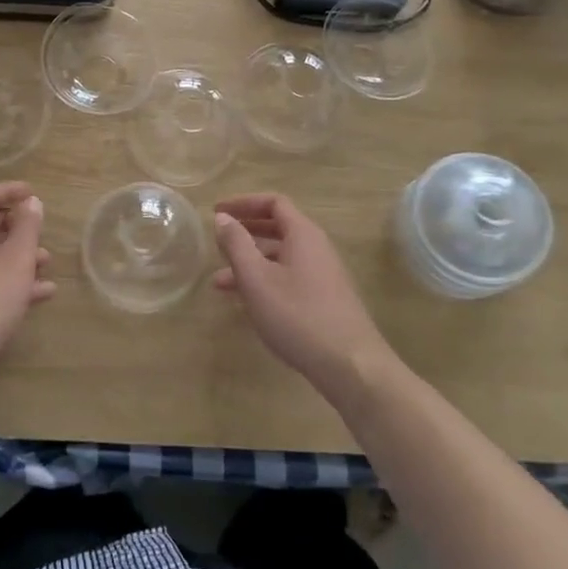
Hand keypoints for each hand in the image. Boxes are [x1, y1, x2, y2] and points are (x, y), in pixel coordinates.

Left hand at [0, 182, 53, 384]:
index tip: (32, 193)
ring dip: (14, 257)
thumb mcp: (16, 258)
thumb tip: (30, 202)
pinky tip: (37, 295)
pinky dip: (5, 281)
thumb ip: (27, 226)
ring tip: (46, 264)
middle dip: (14, 227)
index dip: (7, 191)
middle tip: (38, 230)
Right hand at [213, 193, 395, 400]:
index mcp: (303, 234)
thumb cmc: (298, 315)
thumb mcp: (256, 278)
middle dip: (244, 234)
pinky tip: (247, 303)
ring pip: (280, 258)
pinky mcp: (324, 300)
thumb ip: (237, 244)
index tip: (217, 211)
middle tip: (217, 242)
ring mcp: (323, 275)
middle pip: (277, 228)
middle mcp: (316, 248)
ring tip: (219, 283)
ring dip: (250, 263)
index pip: (273, 203)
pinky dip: (265, 281)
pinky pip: (288, 278)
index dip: (244, 203)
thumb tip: (223, 217)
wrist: (351, 366)